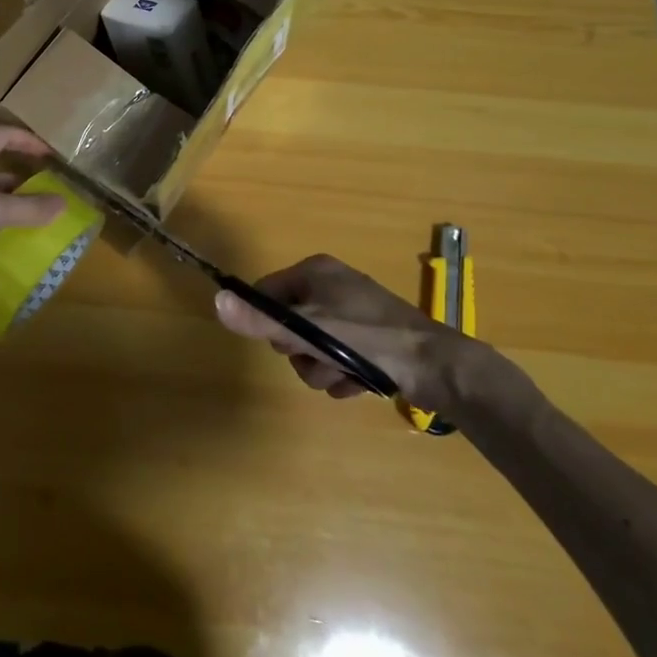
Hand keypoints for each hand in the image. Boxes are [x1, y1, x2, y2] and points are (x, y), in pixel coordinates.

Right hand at [214, 253, 483, 411]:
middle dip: (301, 352)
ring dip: (322, 369)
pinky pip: (337, 356)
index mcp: (315, 270)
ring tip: (344, 379)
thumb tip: (216, 301)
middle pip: (289, 322)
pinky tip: (359, 386)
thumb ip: (261, 320)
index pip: (265, 293)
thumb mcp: (310, 330)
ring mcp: (353, 311)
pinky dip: (343, 375)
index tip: (286, 343)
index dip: (269, 323)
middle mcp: (332, 284)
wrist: (440, 368)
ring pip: (313, 345)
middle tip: (320, 361)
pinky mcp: (372, 337)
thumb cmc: (369, 340)